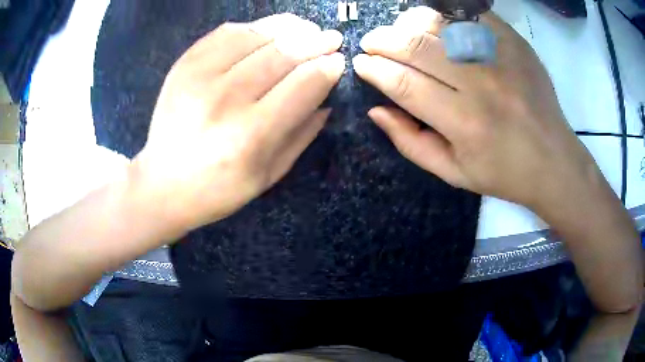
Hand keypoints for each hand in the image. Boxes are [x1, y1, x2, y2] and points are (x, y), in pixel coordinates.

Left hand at [131, 14, 344, 231]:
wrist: (162, 184)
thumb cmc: (219, 188)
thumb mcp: (269, 175)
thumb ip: (302, 134)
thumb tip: (327, 97)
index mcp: (250, 135)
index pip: (303, 85)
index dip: (328, 68)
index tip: (340, 61)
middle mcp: (225, 100)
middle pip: (283, 53)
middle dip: (316, 42)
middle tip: (332, 38)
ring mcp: (199, 76)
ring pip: (257, 35)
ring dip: (290, 28)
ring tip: (306, 29)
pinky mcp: (184, 64)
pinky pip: (227, 32)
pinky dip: (255, 27)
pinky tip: (268, 33)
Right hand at [352, 7, 596, 211]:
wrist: (553, 160)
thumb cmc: (504, 173)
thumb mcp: (453, 173)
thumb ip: (410, 143)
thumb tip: (376, 110)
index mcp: (464, 123)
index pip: (403, 83)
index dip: (374, 69)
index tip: (361, 63)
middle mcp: (481, 84)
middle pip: (417, 47)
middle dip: (383, 41)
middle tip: (372, 43)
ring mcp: (500, 58)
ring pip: (440, 23)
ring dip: (410, 24)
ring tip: (402, 32)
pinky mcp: (514, 43)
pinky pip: (470, 15)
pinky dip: (446, 14)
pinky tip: (437, 25)